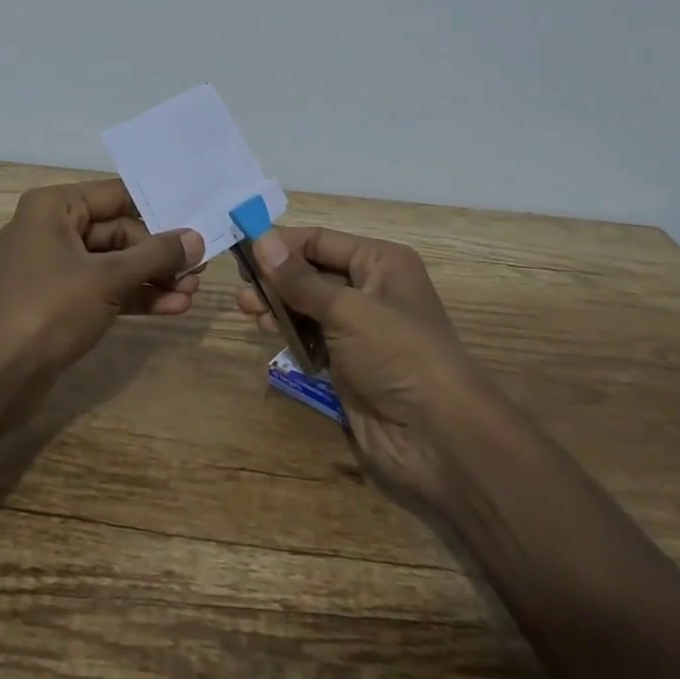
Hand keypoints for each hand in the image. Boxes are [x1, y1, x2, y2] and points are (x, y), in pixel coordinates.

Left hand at [0, 179, 204, 384]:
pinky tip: (171, 308)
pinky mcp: (60, 301)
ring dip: (153, 278)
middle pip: (119, 231)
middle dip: (159, 254)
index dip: (158, 207)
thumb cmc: (48, 309)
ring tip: (191, 293)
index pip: (117, 194)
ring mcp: (56, 267)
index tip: (197, 218)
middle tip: (199, 270)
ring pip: (115, 263)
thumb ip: (155, 255)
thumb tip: (197, 238)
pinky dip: (135, 297)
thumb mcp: (108, 278)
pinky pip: (105, 289)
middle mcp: (53, 229)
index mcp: (54, 207)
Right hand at [234, 226, 491, 509]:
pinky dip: (289, 332)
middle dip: (276, 276)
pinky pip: (312, 336)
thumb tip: (260, 239)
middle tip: (241, 285)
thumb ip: (299, 279)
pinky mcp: (349, 363)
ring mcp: (360, 329)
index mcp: (380, 262)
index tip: (241, 246)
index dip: (281, 242)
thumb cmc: (398, 355)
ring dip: (278, 304)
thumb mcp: (347, 310)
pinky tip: (266, 331)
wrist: (438, 439)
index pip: (321, 241)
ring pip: (308, 305)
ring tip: (247, 309)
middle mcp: (371, 289)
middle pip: (312, 271)